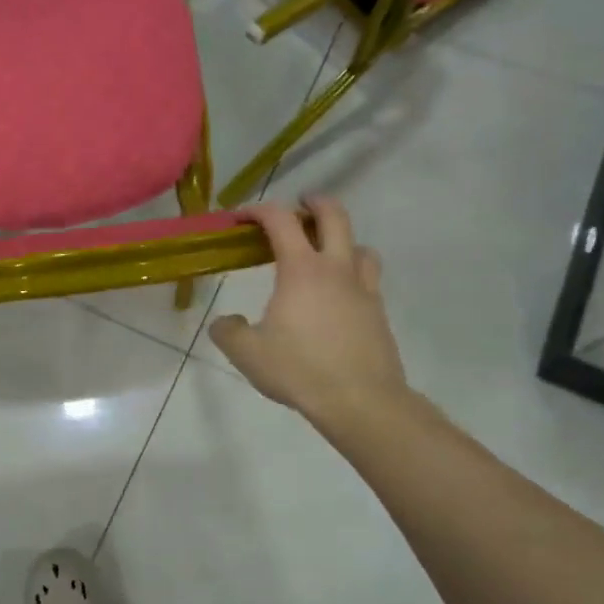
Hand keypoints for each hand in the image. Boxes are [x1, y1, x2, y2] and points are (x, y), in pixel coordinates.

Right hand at [208, 197, 409, 426]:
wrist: (360, 400)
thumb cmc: (300, 370)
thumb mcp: (247, 353)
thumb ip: (228, 331)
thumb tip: (225, 322)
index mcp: (301, 270)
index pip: (280, 221)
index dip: (258, 210)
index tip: (240, 217)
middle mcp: (335, 269)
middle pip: (333, 215)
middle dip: (313, 203)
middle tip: (298, 207)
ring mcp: (363, 289)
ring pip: (359, 245)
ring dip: (340, 238)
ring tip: (323, 253)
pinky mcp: (378, 312)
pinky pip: (368, 277)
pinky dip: (352, 272)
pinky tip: (338, 295)